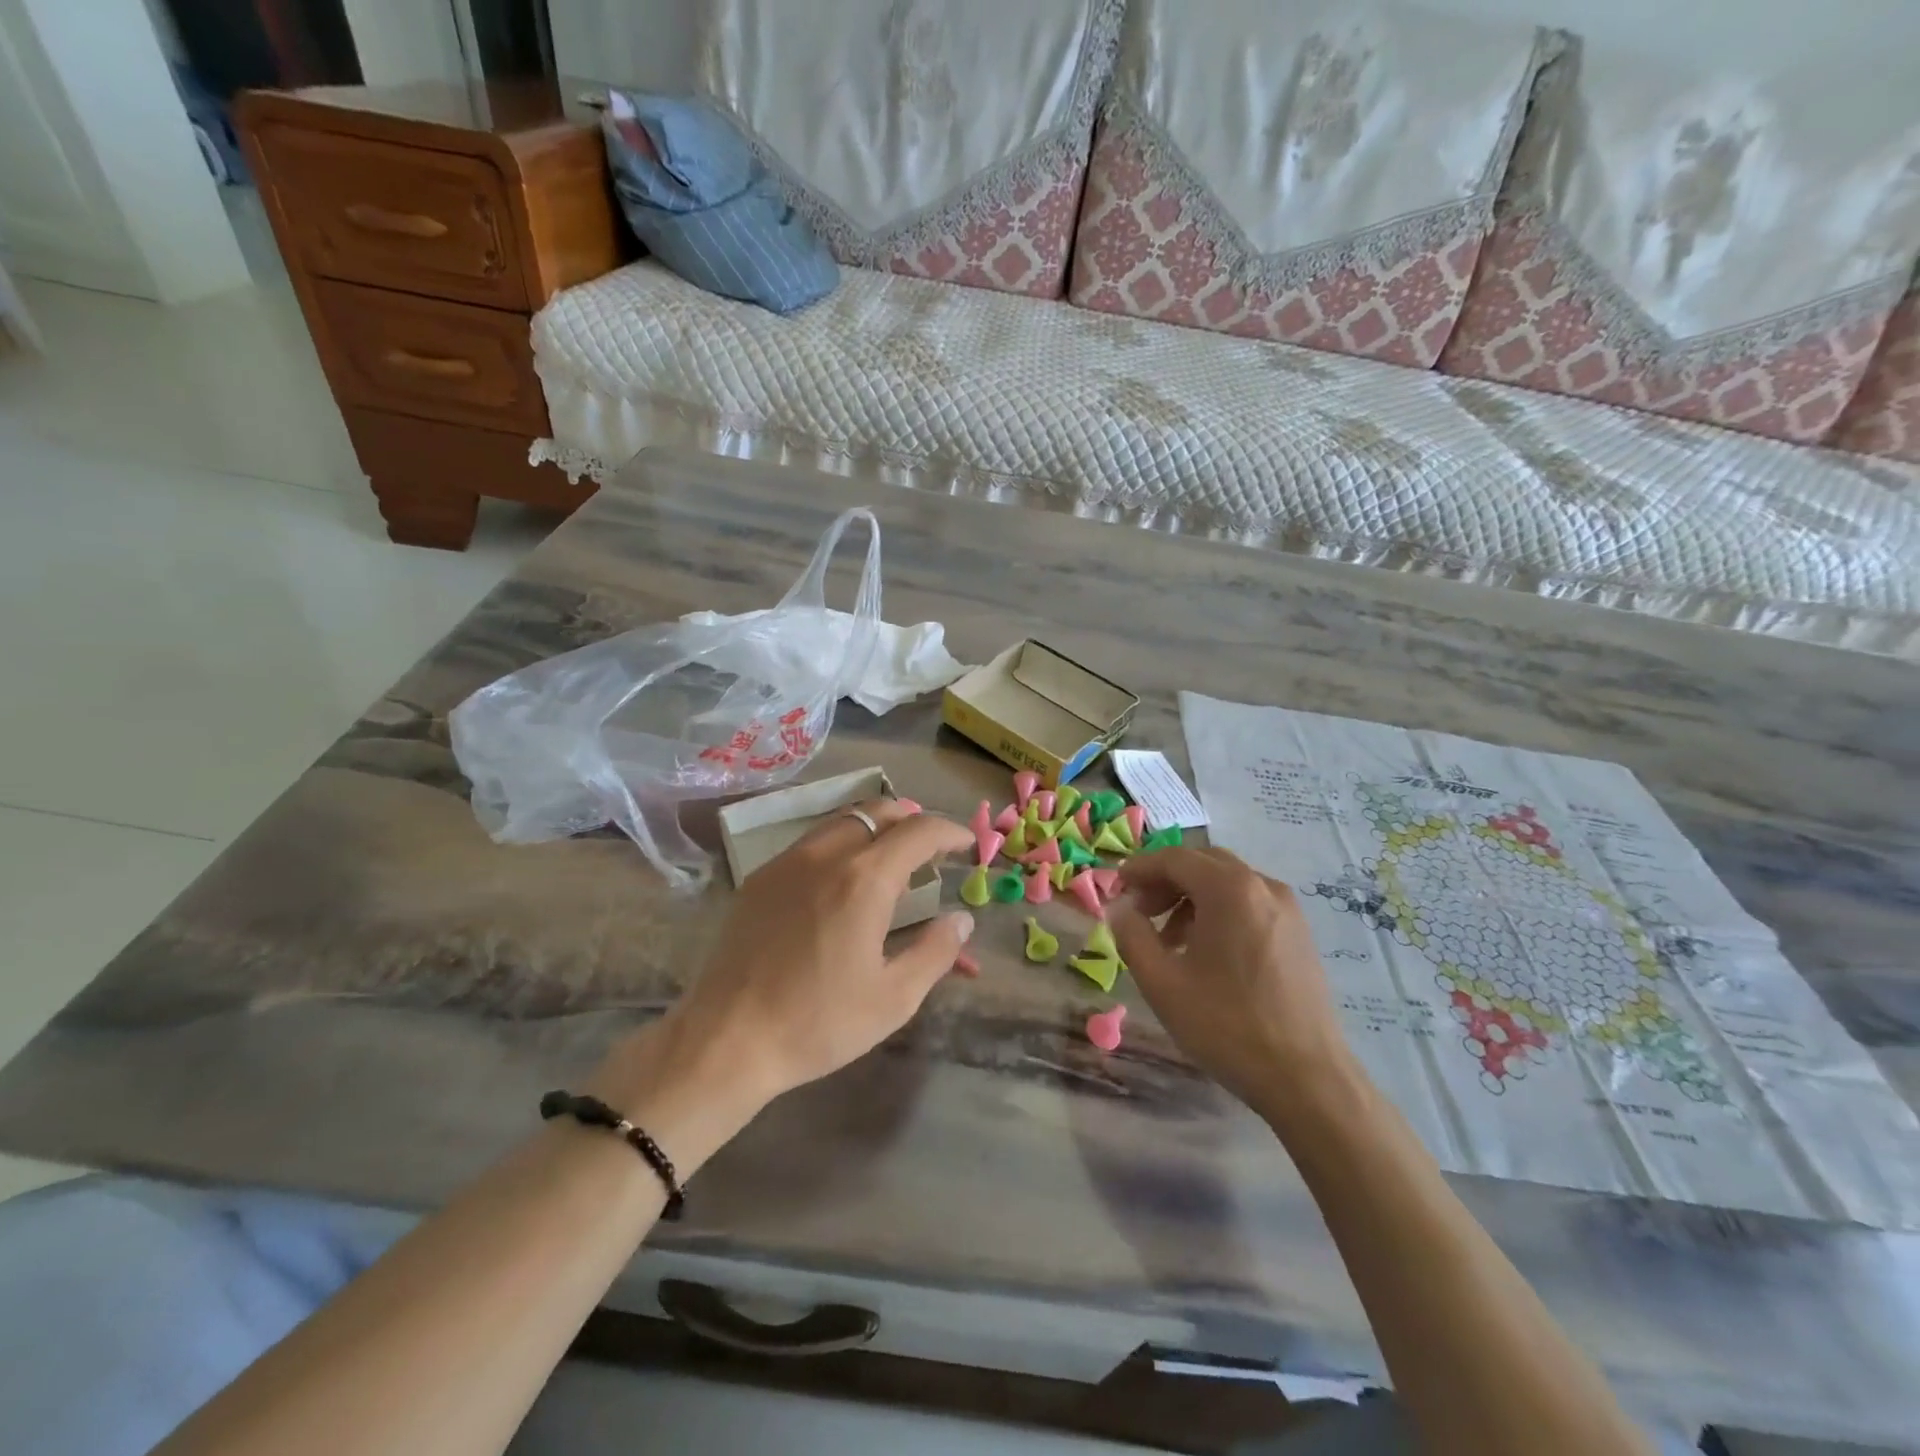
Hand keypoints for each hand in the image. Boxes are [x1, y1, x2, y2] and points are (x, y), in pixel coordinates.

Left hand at [591, 799, 973, 1163]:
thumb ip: (936, 952)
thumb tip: (961, 920)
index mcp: (865, 879)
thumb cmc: (818, 1023)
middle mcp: (826, 855)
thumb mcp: (894, 999)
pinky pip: (812, 841)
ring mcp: (788, 862)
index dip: (950, 832)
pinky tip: (843, 879)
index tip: (966, 845)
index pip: (919, 831)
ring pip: (843, 820)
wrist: (727, 1040)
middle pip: (879, 810)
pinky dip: (842, 842)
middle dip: (913, 820)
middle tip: (931, 850)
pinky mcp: (761, 877)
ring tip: (891, 859)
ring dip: (876, 827)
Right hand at [1110, 847, 1352, 1112]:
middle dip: (1165, 881)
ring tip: (1169, 940)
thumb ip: (1131, 935)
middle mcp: (1263, 885)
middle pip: (1203, 863)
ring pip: (1228, 883)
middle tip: (1140, 913)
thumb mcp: (1162, 982)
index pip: (1174, 858)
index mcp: (1230, 889)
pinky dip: (1219, 911)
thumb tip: (1120, 908)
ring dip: (1192, 897)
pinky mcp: (1299, 933)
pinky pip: (1250, 903)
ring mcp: (1288, 908)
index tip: (1115, 890)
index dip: (1139, 869)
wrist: (1307, 1079)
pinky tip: (1206, 952)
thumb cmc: (1227, 1026)